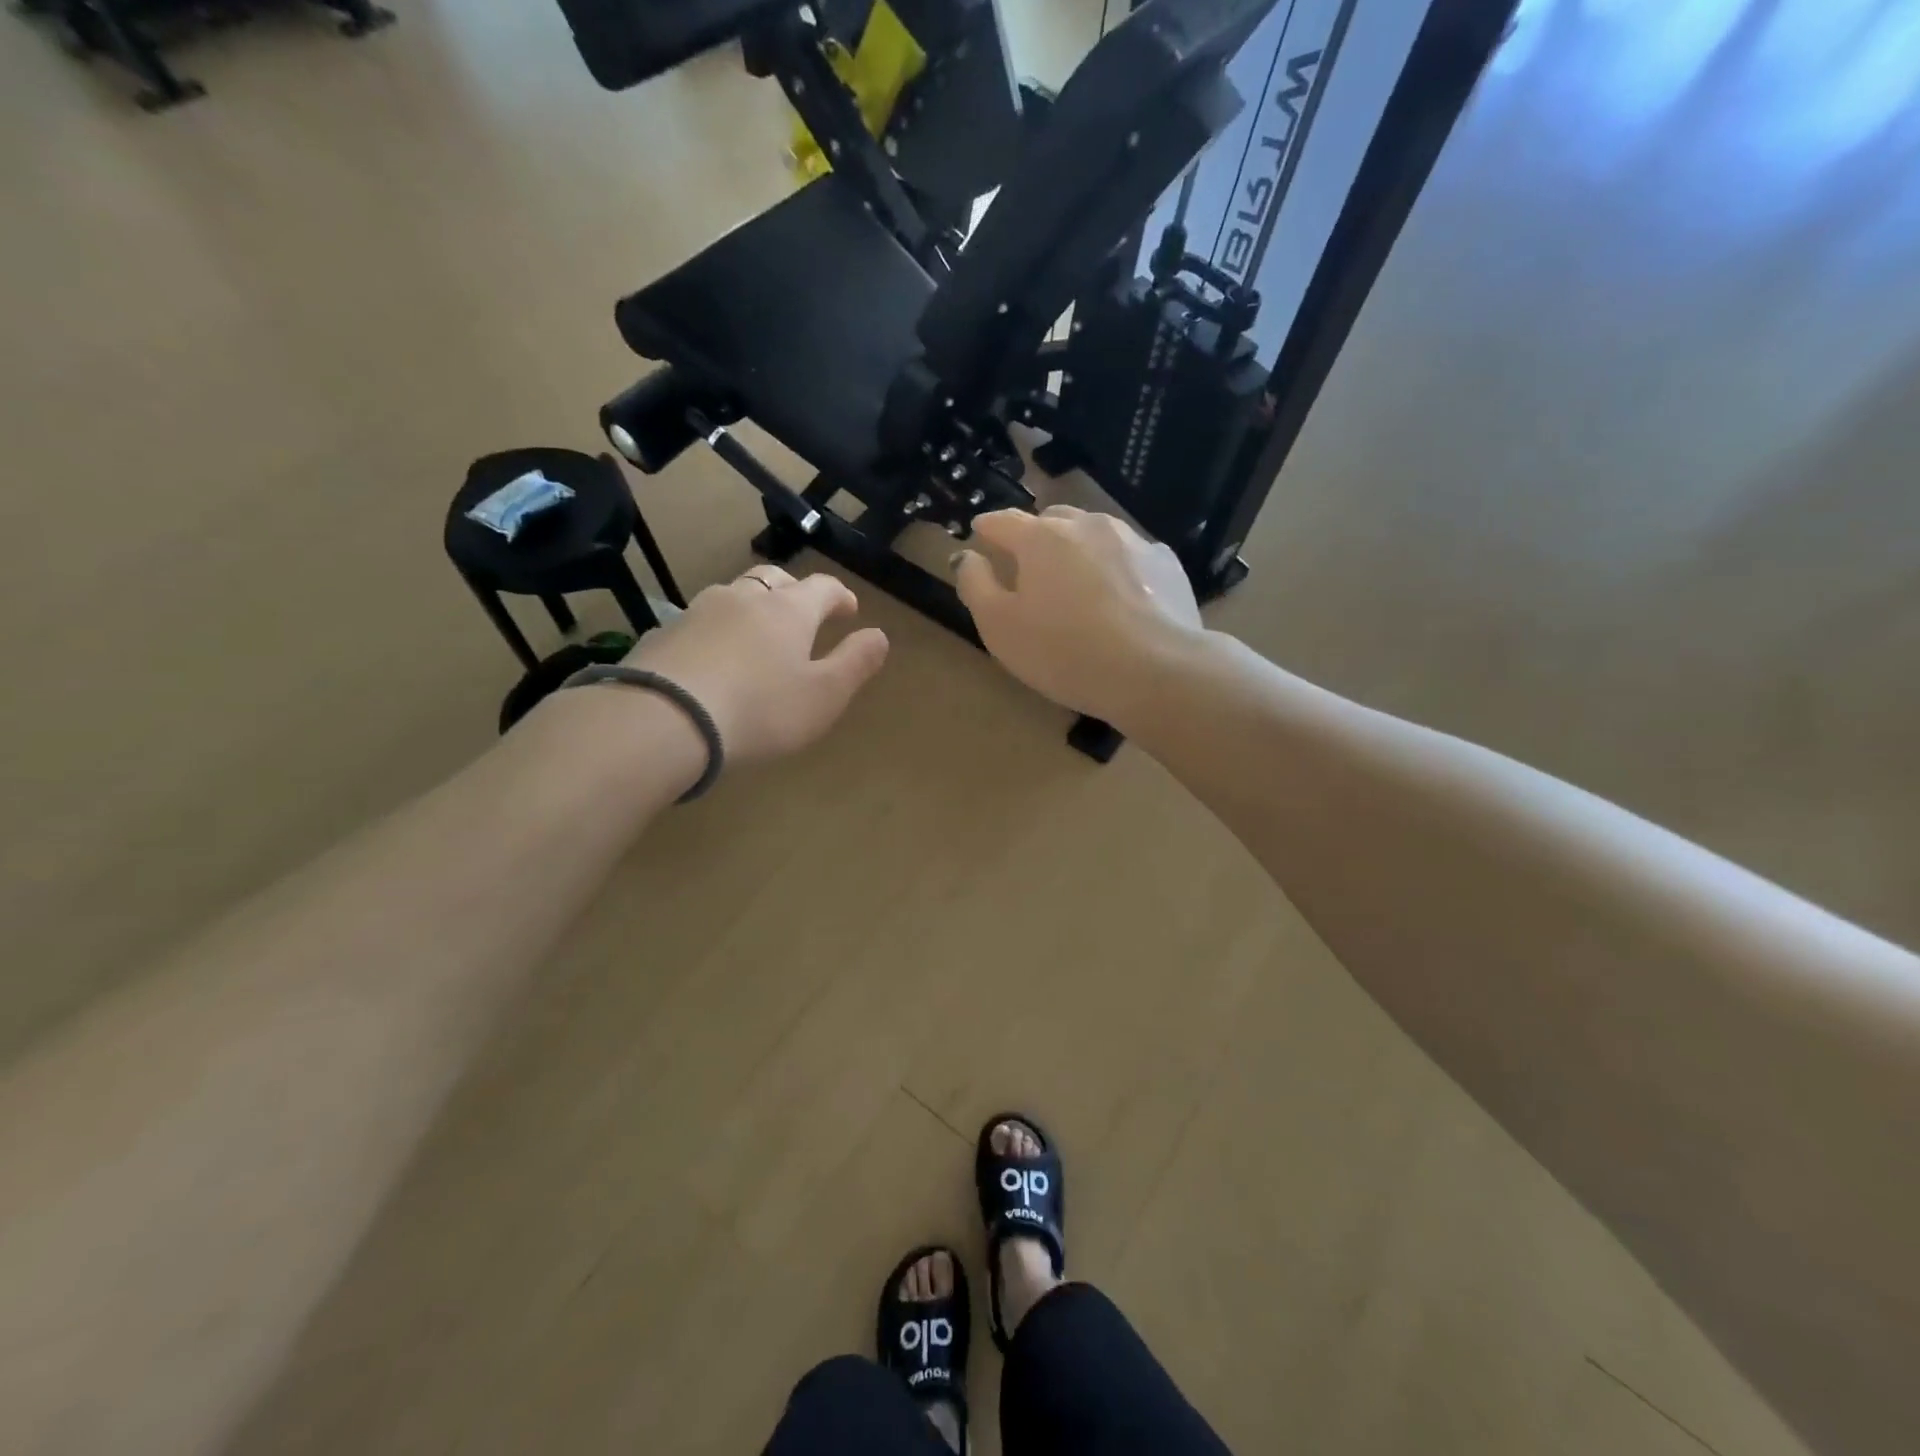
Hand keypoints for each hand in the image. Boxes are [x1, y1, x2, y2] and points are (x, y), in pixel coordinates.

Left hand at [624, 566, 889, 765]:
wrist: (665, 720)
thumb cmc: (761, 709)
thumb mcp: (825, 695)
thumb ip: (856, 663)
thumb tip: (879, 635)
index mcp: (789, 610)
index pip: (823, 587)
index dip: (840, 596)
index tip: (849, 610)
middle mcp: (743, 598)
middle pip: (774, 579)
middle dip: (794, 592)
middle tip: (803, 614)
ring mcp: (698, 612)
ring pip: (732, 595)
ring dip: (751, 607)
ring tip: (755, 635)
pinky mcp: (663, 634)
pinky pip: (699, 623)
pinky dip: (715, 632)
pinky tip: (711, 659)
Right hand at [953, 506, 1202, 724]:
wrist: (1155, 670)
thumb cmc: (1064, 651)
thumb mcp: (1000, 627)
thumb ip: (975, 585)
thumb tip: (968, 556)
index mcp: (1041, 538)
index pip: (1002, 521)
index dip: (986, 528)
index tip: (980, 535)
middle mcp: (1087, 525)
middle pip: (1052, 520)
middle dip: (1035, 537)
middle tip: (1030, 567)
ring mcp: (1132, 540)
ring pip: (1094, 534)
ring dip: (1078, 550)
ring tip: (1077, 582)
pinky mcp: (1166, 563)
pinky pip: (1130, 556)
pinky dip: (1117, 568)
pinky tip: (1121, 598)